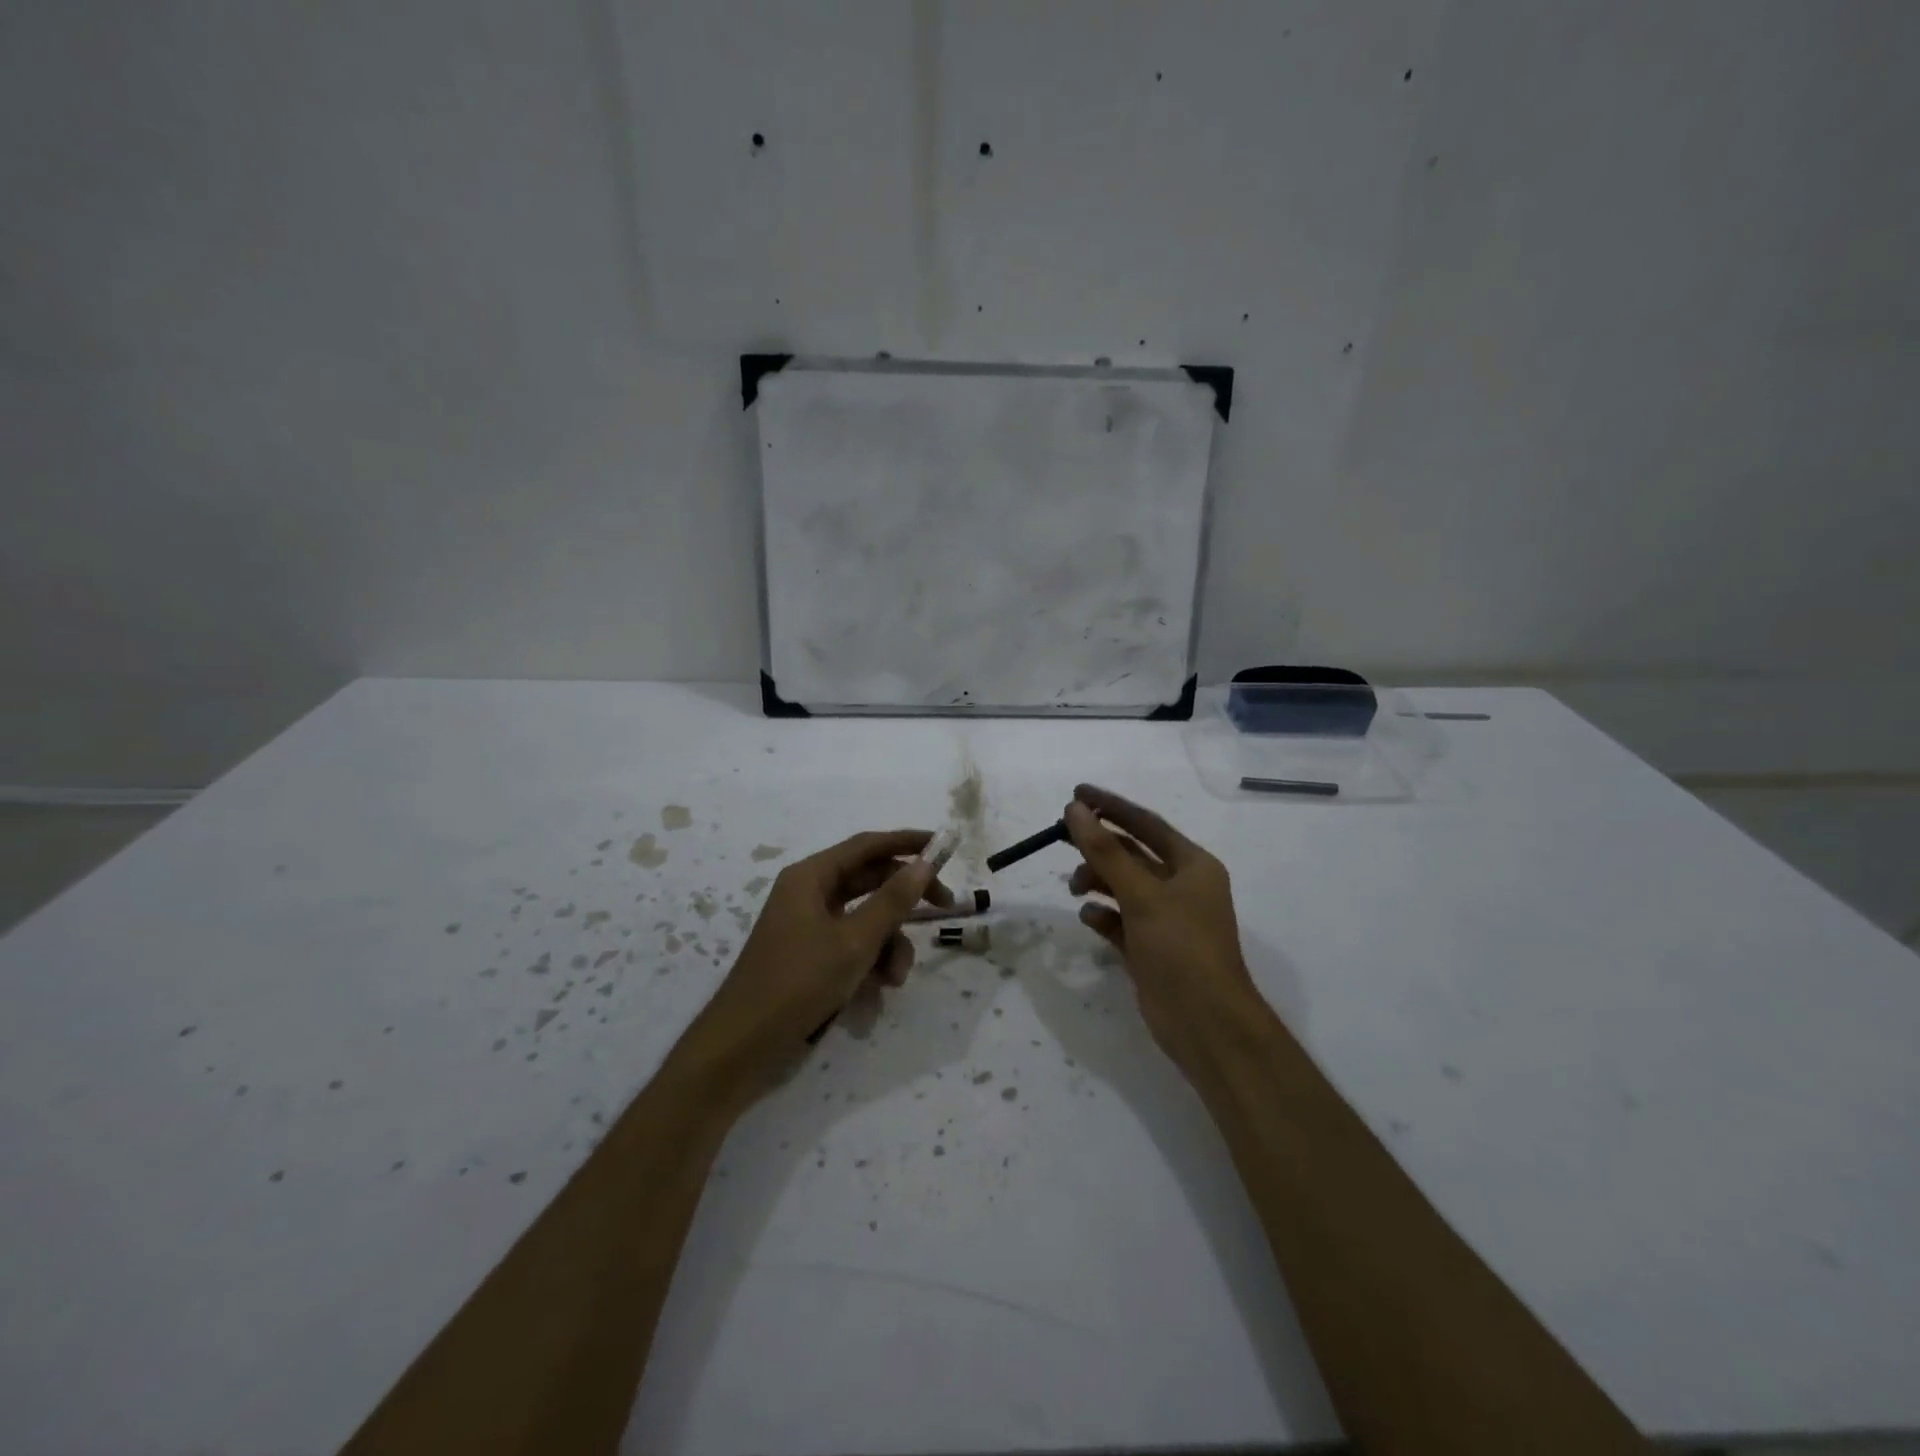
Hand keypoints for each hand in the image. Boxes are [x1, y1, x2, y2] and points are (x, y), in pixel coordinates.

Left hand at [682, 829, 952, 1095]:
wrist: (743, 1046)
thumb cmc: (799, 982)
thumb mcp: (854, 941)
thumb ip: (893, 900)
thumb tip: (925, 862)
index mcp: (811, 876)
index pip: (868, 845)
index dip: (908, 842)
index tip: (945, 846)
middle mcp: (809, 893)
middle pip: (869, 880)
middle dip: (905, 899)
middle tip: (945, 906)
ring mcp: (808, 925)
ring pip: (865, 918)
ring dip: (889, 942)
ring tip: (896, 976)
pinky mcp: (810, 954)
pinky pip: (852, 943)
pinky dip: (871, 960)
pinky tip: (879, 989)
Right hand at [1064, 784, 1265, 1076]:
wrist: (1205, 1024)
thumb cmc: (1181, 948)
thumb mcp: (1141, 894)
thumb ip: (1105, 851)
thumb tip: (1075, 809)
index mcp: (1192, 865)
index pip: (1146, 824)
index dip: (1111, 806)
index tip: (1076, 793)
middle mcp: (1181, 887)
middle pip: (1131, 854)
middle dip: (1098, 846)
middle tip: (1059, 835)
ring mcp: (1165, 919)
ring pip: (1123, 886)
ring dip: (1097, 881)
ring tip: (1075, 888)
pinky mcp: (1150, 947)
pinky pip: (1119, 920)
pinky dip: (1103, 915)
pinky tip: (1090, 918)